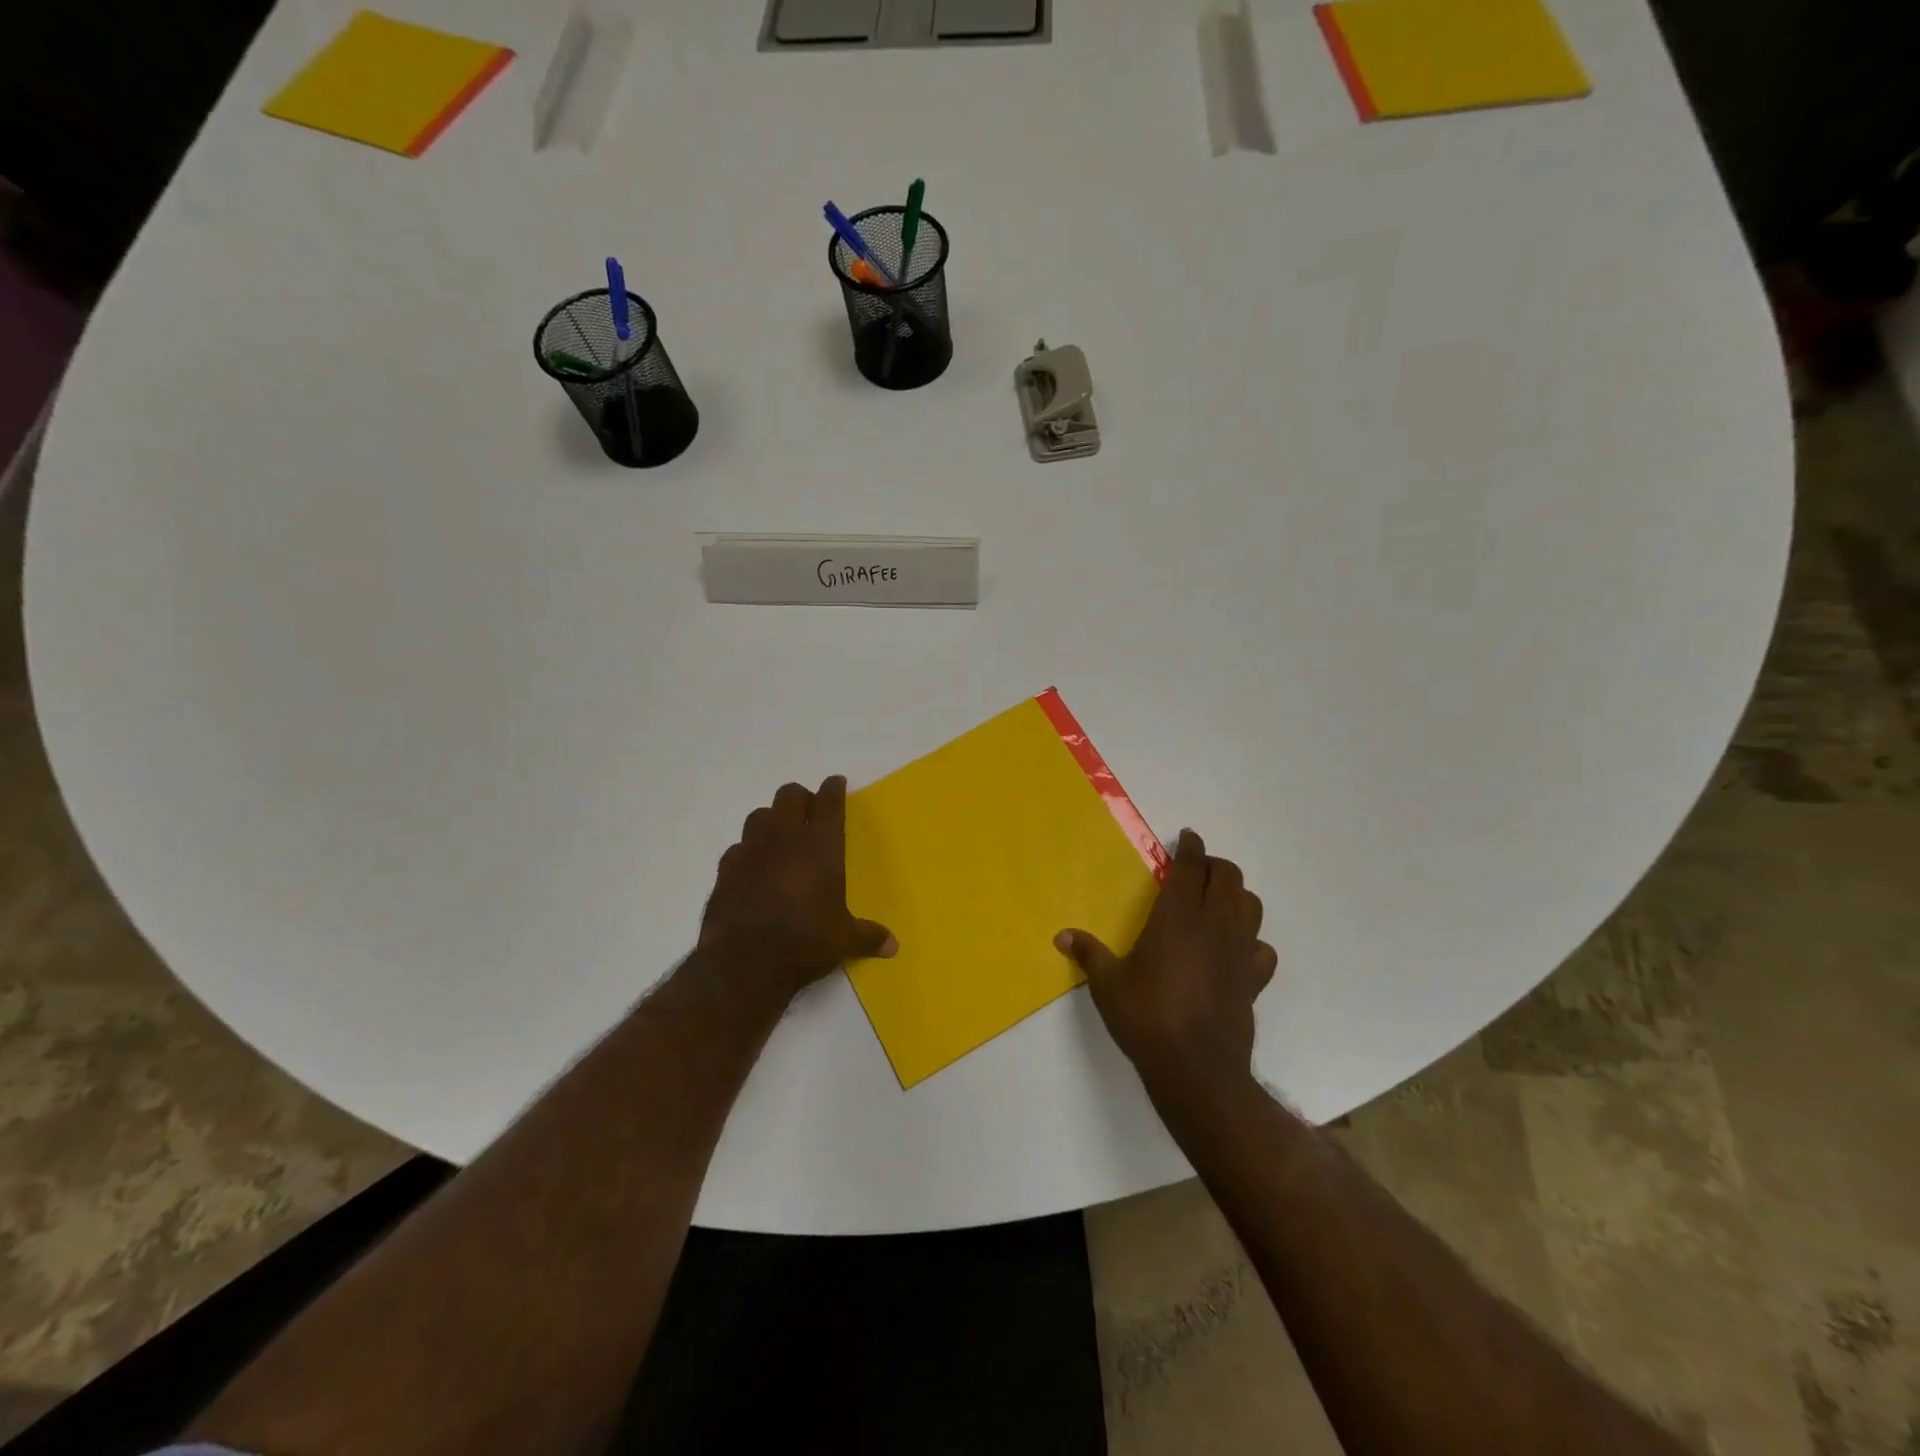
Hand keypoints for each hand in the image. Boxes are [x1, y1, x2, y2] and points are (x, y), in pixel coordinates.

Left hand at [698, 777, 895, 1005]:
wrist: (744, 963)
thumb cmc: (805, 942)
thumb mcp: (844, 941)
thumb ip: (868, 936)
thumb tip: (893, 946)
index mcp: (820, 845)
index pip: (829, 802)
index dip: (834, 789)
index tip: (836, 783)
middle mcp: (785, 838)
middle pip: (790, 795)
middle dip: (802, 798)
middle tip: (810, 814)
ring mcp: (750, 850)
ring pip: (760, 814)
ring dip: (772, 819)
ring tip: (780, 838)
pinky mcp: (725, 869)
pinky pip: (738, 847)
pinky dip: (748, 851)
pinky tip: (754, 868)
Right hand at [1056, 829, 1276, 1086]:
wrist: (1196, 1068)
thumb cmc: (1146, 1018)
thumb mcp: (1107, 984)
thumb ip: (1088, 954)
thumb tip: (1061, 936)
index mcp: (1177, 917)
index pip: (1191, 868)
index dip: (1191, 848)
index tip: (1188, 837)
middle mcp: (1213, 926)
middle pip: (1228, 878)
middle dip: (1214, 865)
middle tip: (1196, 869)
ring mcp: (1239, 952)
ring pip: (1251, 906)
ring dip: (1236, 895)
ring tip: (1217, 901)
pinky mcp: (1254, 980)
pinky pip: (1262, 948)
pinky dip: (1252, 939)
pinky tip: (1236, 949)